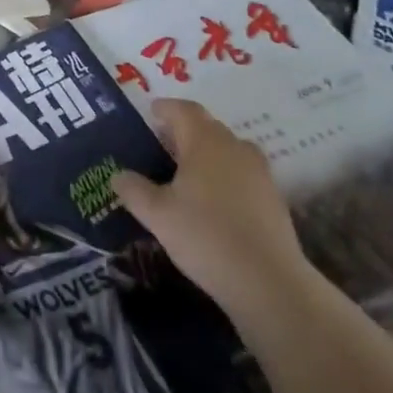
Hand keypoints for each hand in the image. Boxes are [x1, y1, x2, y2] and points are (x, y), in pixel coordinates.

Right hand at [109, 99, 314, 324]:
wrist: (270, 284)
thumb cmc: (205, 236)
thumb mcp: (156, 215)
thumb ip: (133, 189)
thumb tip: (118, 175)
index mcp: (205, 142)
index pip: (183, 110)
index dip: (165, 108)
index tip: (151, 113)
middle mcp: (235, 148)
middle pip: (207, 127)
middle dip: (184, 130)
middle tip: (162, 145)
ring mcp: (260, 174)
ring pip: (228, 150)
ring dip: (207, 153)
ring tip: (186, 173)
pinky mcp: (274, 200)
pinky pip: (243, 174)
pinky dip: (225, 176)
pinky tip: (212, 202)